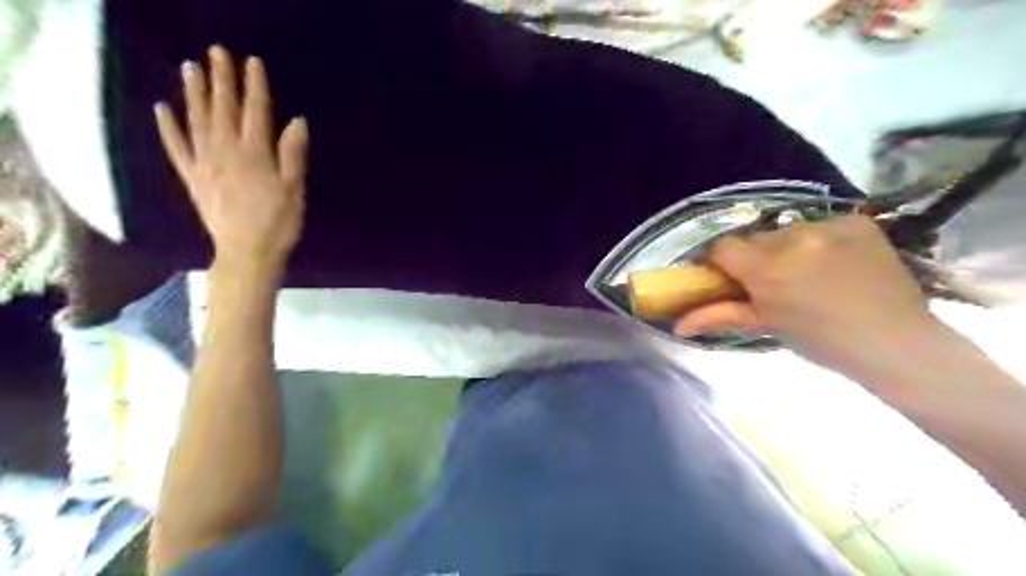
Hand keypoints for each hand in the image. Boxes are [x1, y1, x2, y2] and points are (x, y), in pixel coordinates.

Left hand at [152, 47, 308, 275]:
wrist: (247, 254)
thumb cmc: (279, 224)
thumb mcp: (295, 190)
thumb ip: (293, 155)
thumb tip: (296, 121)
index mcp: (255, 155)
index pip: (255, 112)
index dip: (254, 86)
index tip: (252, 62)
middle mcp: (226, 152)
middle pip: (223, 109)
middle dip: (221, 79)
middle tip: (216, 52)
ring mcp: (205, 164)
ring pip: (196, 121)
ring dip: (193, 93)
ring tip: (189, 67)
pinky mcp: (193, 178)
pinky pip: (177, 148)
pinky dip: (167, 127)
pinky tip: (162, 109)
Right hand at [679, 217, 938, 373]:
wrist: (896, 343)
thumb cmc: (821, 341)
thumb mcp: (766, 326)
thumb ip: (719, 315)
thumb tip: (678, 325)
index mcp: (766, 268)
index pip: (723, 247)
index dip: (721, 262)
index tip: (729, 278)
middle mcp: (792, 238)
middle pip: (755, 239)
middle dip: (756, 258)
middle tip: (772, 283)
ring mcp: (827, 226)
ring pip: (787, 232)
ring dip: (788, 249)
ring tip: (810, 274)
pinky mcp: (856, 222)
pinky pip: (821, 225)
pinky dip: (820, 241)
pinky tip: (837, 262)